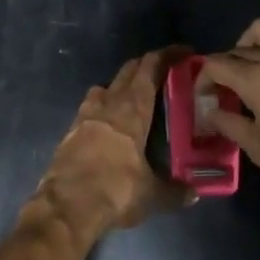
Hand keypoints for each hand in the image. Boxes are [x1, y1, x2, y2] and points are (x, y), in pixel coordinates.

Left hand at [27, 50, 190, 240]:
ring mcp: (85, 115)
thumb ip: (175, 191)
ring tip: (135, 98)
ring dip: (121, 84)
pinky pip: (90, 107)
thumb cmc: (115, 191)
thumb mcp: (152, 195)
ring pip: (105, 86)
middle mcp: (108, 104)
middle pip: (128, 71)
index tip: (184, 52)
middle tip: (165, 71)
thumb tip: (194, 193)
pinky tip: (110, 124)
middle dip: (147, 65)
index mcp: (132, 109)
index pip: (150, 68)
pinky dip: (103, 106)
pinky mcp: (70, 131)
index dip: (167, 55)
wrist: (66, 207)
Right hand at [199, 9, 259, 215]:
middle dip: (227, 68)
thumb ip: (231, 125)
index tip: (207, 98)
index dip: (204, 79)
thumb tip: (212, 111)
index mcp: (257, 81)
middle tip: (231, 92)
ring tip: (258, 63)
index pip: (216, 65)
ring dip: (255, 42)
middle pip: (241, 50)